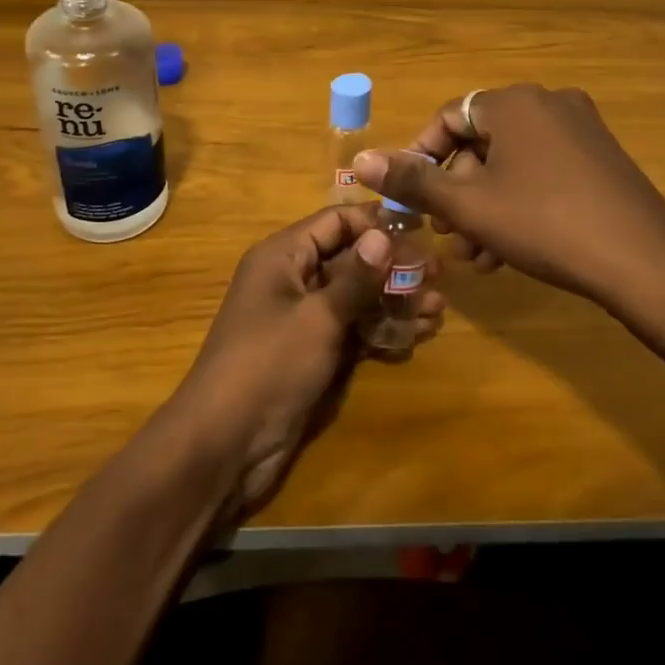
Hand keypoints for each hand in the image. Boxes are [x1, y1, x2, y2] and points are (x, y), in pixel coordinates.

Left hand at [177, 204, 444, 512]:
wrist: (225, 443)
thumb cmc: (269, 364)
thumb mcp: (317, 317)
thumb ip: (356, 277)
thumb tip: (384, 233)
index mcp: (283, 255)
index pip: (336, 221)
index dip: (376, 223)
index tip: (421, 230)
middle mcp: (292, 278)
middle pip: (349, 258)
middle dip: (392, 266)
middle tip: (439, 274)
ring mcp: (302, 317)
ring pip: (355, 296)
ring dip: (393, 300)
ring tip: (438, 307)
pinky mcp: (311, 352)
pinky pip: (352, 328)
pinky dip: (381, 328)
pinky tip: (418, 333)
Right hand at [353, 83, 664, 308]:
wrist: (644, 262)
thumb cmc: (544, 224)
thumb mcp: (469, 206)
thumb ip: (412, 182)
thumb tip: (360, 160)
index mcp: (514, 102)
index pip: (448, 117)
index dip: (421, 158)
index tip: (414, 200)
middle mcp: (549, 102)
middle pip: (482, 142)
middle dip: (458, 193)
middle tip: (448, 236)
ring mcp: (582, 128)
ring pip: (513, 163)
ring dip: (486, 206)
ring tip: (477, 256)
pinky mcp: (602, 157)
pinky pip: (544, 170)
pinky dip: (521, 202)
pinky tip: (511, 252)